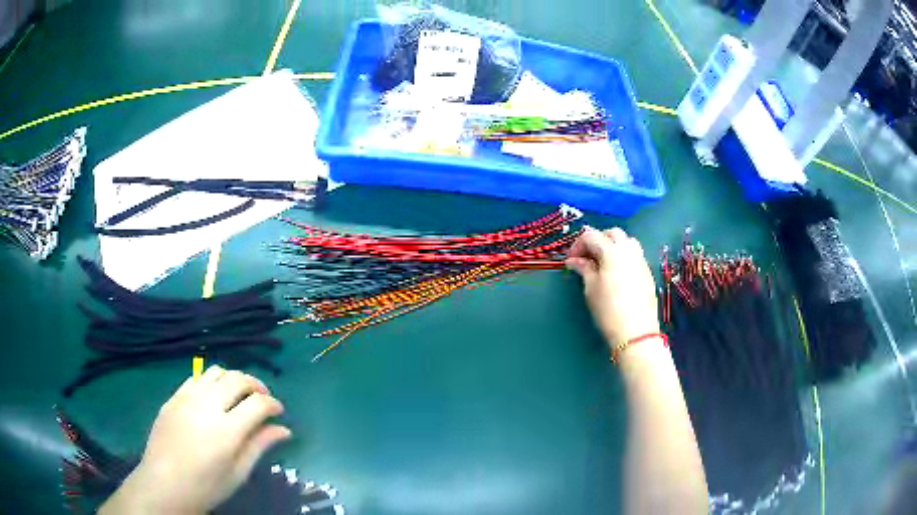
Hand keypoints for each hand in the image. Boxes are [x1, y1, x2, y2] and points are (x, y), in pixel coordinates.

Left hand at [100, 366, 291, 514]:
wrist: (164, 484)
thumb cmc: (206, 486)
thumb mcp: (238, 473)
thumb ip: (259, 446)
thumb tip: (284, 430)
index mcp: (227, 431)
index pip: (258, 404)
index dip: (273, 405)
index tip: (279, 413)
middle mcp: (207, 406)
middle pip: (238, 379)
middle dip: (256, 385)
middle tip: (263, 399)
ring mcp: (187, 398)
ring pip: (216, 371)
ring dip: (233, 379)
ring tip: (239, 395)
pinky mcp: (173, 397)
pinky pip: (196, 378)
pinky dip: (211, 382)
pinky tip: (213, 397)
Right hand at [566, 227, 659, 350]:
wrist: (635, 332)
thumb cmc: (608, 310)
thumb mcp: (591, 289)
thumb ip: (584, 269)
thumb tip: (575, 261)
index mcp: (612, 251)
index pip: (591, 236)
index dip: (578, 245)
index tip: (571, 260)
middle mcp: (628, 250)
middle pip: (612, 233)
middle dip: (597, 240)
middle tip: (586, 257)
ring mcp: (640, 260)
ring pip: (626, 241)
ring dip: (613, 245)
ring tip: (603, 262)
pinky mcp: (647, 272)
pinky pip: (634, 254)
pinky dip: (623, 255)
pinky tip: (616, 273)